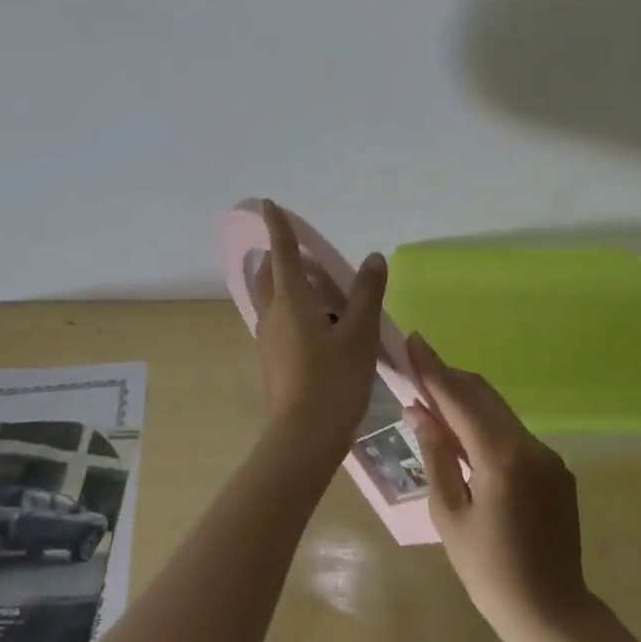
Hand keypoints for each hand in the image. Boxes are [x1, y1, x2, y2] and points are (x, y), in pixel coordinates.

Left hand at [252, 200, 387, 467]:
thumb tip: (373, 258)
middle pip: (270, 273)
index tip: (268, 204)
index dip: (278, 226)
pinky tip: (318, 324)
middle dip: (282, 255)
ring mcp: (268, 338)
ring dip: (288, 283)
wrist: (304, 437)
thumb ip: (366, 293)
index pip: (283, 252)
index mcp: (291, 300)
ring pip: (272, 298)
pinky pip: (278, 319)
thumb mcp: (360, 334)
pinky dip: (293, 307)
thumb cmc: (334, 380)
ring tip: (321, 289)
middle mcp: (272, 313)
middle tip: (309, 254)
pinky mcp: (271, 359)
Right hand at [406, 334, 591, 641]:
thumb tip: (420, 411)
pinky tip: (466, 445)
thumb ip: (436, 455)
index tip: (413, 340)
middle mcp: (530, 445)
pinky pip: (514, 435)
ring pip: (499, 413)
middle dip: (449, 380)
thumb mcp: (449, 514)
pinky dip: (486, 428)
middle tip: (416, 374)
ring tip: (434, 410)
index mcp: (501, 456)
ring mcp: (548, 456)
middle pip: (483, 395)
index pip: (459, 398)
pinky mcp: (556, 470)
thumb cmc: (489, 571)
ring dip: (467, 404)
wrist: (552, 614)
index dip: (433, 369)